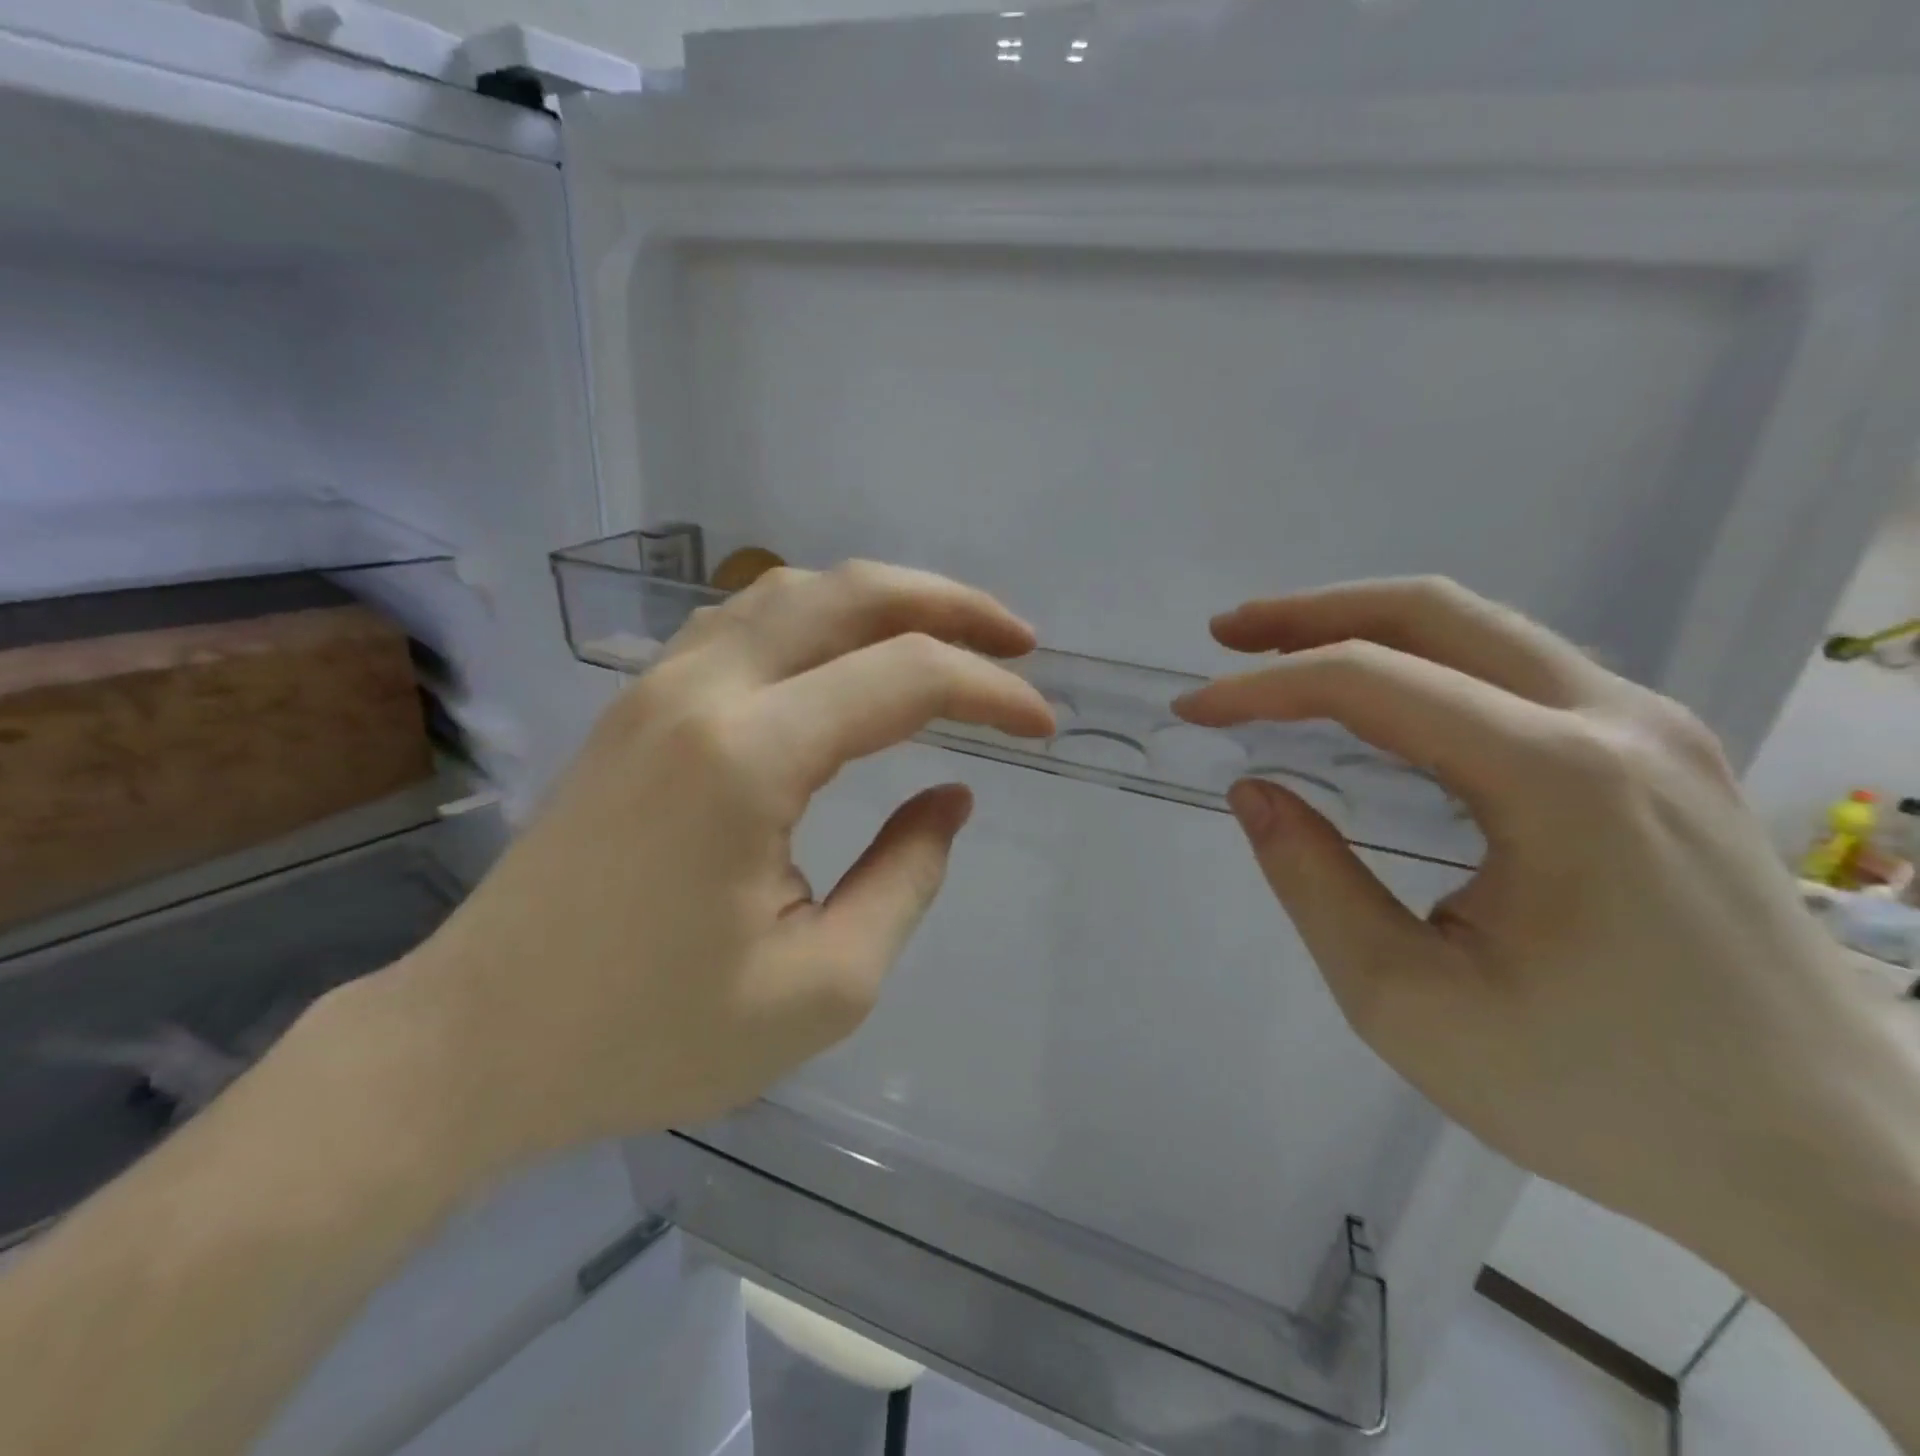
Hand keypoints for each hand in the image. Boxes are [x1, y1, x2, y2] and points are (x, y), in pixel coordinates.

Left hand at [371, 562, 1054, 1182]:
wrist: (475, 1041)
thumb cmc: (649, 1034)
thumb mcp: (821, 987)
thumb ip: (905, 879)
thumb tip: (949, 800)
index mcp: (749, 757)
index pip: (905, 678)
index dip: (991, 691)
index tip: (1042, 725)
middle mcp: (702, 691)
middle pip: (848, 593)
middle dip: (948, 604)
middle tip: (1016, 640)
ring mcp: (657, 688)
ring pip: (788, 593)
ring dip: (879, 599)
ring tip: (943, 636)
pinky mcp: (635, 706)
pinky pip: (741, 623)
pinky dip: (814, 618)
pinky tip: (842, 655)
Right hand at [1175, 578, 1916, 1249]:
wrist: (1834, 1169)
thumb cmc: (1601, 1095)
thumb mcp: (1409, 1003)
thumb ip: (1314, 883)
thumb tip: (1258, 791)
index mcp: (1555, 777)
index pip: (1371, 684)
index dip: (1263, 687)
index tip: (1194, 711)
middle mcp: (1614, 722)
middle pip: (1435, 613)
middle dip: (1313, 613)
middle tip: (1229, 634)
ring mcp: (1654, 731)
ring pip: (1484, 630)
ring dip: (1371, 628)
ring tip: (1286, 653)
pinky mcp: (1665, 758)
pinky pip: (1522, 672)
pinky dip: (1429, 664)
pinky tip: (1387, 701)